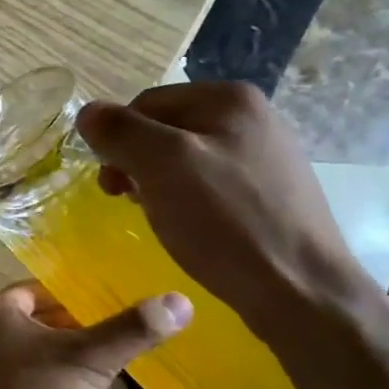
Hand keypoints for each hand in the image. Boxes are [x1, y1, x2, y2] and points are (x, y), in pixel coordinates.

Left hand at [0, 281, 189, 388]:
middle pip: (43, 321)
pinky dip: (65, 383)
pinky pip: (41, 383)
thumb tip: (181, 300)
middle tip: (126, 326)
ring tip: (118, 356)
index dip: (77, 292)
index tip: (117, 298)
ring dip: (74, 356)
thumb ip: (131, 330)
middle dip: (81, 324)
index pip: (42, 289)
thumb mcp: (89, 359)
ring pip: (43, 354)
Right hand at [76, 81, 370, 343]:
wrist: (301, 291)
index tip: (111, 184)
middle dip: (138, 162)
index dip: (118, 140)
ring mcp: (267, 155)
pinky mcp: (272, 193)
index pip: (145, 103)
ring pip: (186, 159)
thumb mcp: (161, 166)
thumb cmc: (226, 222)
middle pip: (166, 128)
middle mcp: (253, 116)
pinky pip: (212, 184)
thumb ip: (120, 131)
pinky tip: (192, 229)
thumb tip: (88, 113)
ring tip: (160, 217)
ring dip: (160, 183)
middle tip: (127, 201)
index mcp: (229, 98)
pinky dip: (189, 201)